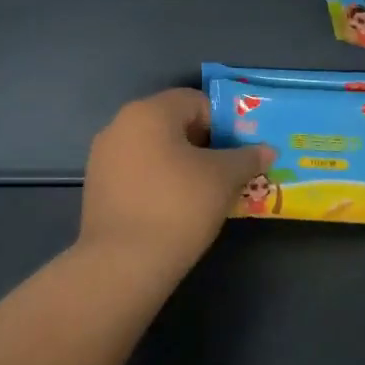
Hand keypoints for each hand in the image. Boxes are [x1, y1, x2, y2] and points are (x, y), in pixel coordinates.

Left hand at [80, 89, 273, 277]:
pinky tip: (175, 209)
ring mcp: (103, 158)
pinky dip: (160, 182)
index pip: (196, 101)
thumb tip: (266, 150)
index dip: (224, 123)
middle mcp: (120, 125)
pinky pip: (138, 172)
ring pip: (155, 150)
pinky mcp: (97, 188)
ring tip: (205, 193)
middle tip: (228, 172)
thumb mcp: (224, 178)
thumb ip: (247, 157)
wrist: (123, 264)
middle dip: (205, 144)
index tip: (239, 152)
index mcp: (149, 112)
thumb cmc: (179, 206)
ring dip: (182, 164)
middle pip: (174, 124)